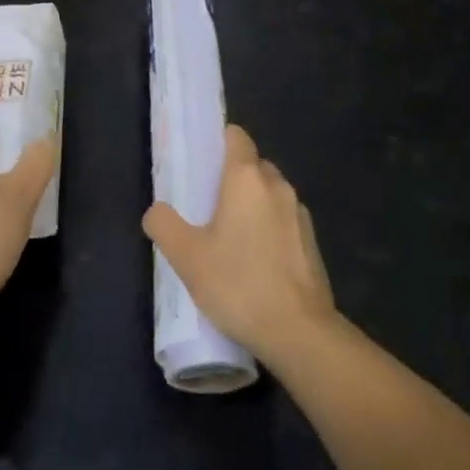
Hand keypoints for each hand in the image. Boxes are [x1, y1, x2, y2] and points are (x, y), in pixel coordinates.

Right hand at [142, 125, 335, 363]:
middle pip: (253, 164)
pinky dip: (271, 229)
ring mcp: (299, 213)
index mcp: (246, 177)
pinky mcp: (312, 242)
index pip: (236, 136)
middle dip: (233, 178)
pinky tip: (257, 262)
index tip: (203, 163)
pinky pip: (285, 221)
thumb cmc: (239, 284)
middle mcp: (277, 185)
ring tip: (232, 238)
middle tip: (209, 206)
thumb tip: (156, 210)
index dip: (219, 142)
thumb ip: (164, 225)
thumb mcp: (187, 257)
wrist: (300, 332)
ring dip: (253, 205)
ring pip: (271, 193)